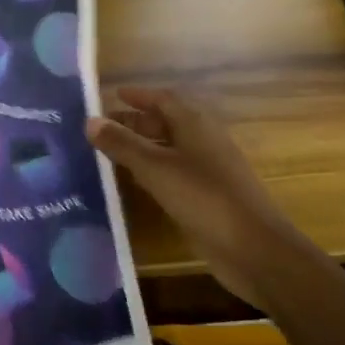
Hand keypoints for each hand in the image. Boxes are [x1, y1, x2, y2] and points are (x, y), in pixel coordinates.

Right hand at [86, 87, 292, 302]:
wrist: (255, 249)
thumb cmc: (204, 198)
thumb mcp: (156, 168)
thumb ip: (122, 144)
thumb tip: (90, 120)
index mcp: (195, 124)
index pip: (163, 99)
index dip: (138, 96)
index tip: (112, 95)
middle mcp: (203, 141)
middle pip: (165, 123)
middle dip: (135, 122)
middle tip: (101, 128)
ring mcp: (208, 171)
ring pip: (169, 150)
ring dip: (141, 148)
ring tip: (109, 153)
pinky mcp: (207, 198)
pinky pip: (174, 174)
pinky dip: (152, 172)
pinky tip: (134, 183)